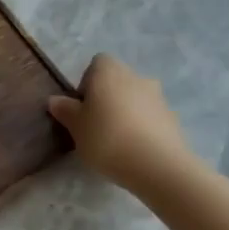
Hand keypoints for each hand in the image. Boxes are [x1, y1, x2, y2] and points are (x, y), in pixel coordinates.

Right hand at [49, 55, 192, 190]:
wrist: (157, 165)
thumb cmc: (107, 138)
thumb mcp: (76, 127)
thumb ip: (65, 110)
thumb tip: (55, 100)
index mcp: (109, 70)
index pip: (96, 64)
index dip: (87, 83)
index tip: (82, 108)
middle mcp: (135, 76)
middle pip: (117, 81)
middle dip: (107, 99)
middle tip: (95, 126)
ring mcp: (158, 96)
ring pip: (135, 99)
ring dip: (125, 113)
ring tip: (116, 141)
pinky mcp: (172, 118)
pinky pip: (150, 117)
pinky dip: (142, 127)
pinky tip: (135, 150)